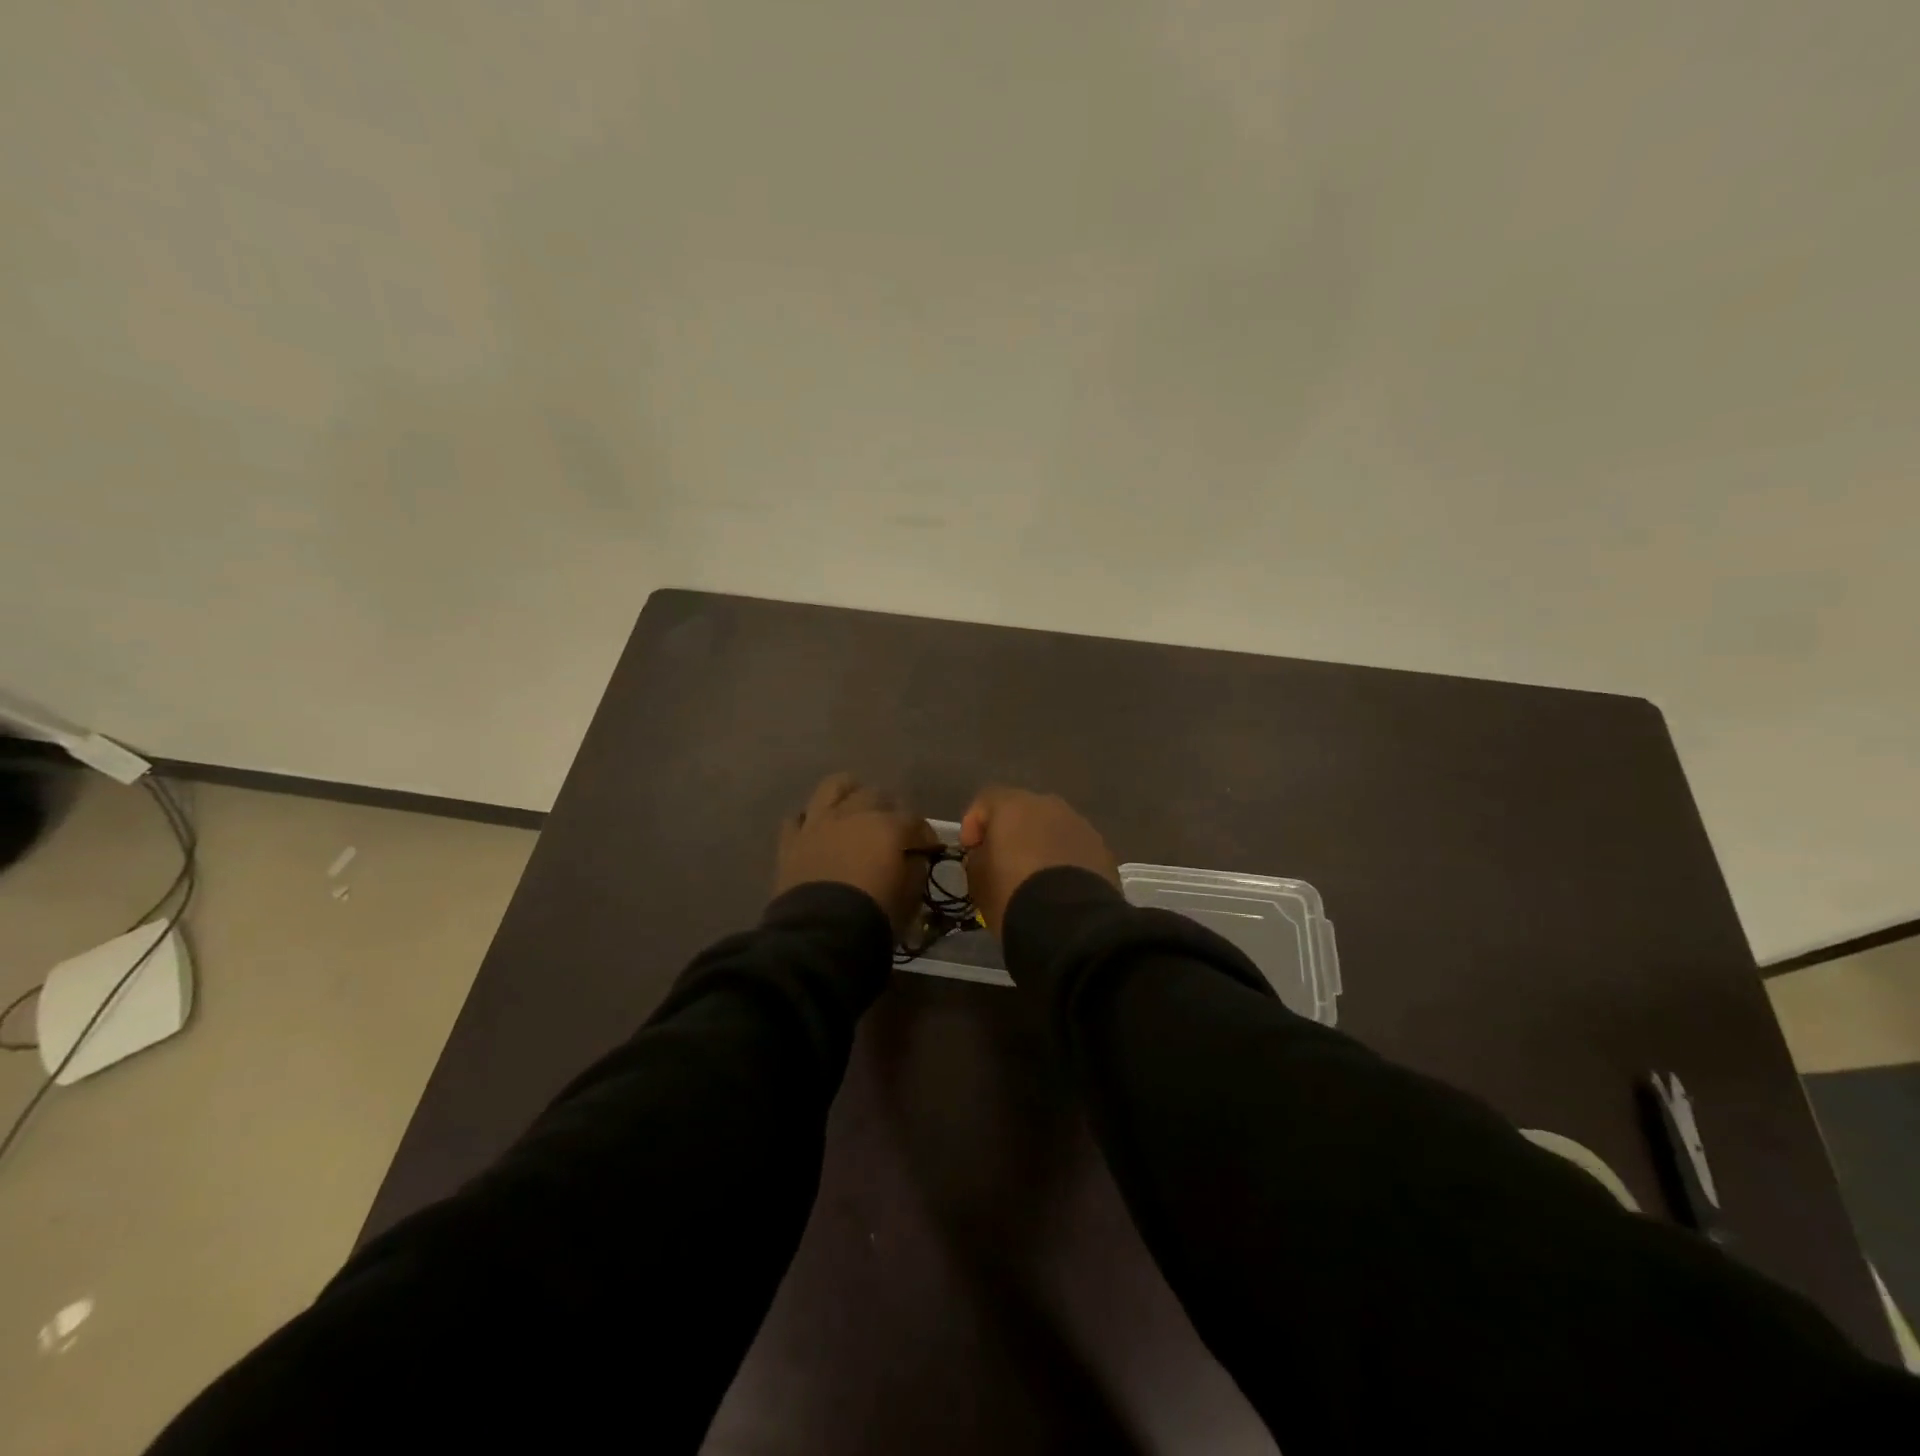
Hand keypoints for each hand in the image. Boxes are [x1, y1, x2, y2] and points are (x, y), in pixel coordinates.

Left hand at [774, 773, 935, 935]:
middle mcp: (854, 814)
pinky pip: (798, 818)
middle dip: (888, 809)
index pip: (915, 820)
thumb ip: (916, 868)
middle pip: (876, 794)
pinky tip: (817, 831)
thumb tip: (915, 857)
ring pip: (834, 787)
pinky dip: (810, 821)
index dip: (924, 835)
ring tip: (853, 808)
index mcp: (889, 826)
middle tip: (891, 829)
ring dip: (847, 793)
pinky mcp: (791, 839)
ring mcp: (819, 822)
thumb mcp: (911, 896)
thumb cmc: (875, 914)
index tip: (928, 849)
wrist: (821, 932)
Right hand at [959, 786, 1118, 933]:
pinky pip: (1075, 849)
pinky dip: (1065, 861)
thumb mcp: (977, 879)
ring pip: (1054, 829)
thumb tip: (987, 854)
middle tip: (1003, 862)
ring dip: (1042, 845)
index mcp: (1014, 806)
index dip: (974, 823)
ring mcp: (1081, 826)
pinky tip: (1061, 888)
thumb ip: (978, 858)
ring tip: (1036, 878)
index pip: (986, 800)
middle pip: (1023, 811)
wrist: (1070, 923)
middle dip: (1012, 832)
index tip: (971, 851)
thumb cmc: (1012, 894)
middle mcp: (1049, 806)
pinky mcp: (1103, 850)